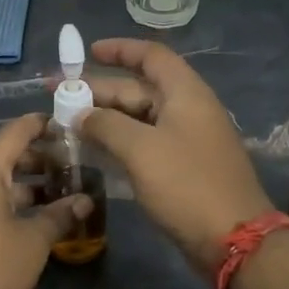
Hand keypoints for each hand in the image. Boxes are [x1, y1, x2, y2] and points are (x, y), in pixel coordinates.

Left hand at [0, 113, 92, 288]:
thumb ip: (60, 216)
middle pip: (3, 157)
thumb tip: (85, 201)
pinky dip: (7, 202)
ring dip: (25, 185)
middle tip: (72, 167)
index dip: (41, 125)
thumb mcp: (33, 242)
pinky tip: (31, 220)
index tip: (68, 124)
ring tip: (58, 195)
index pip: (14, 133)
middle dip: (39, 160)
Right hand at [79, 39, 275, 275]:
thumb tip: (81, 114)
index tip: (87, 52)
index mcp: (185, 93)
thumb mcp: (141, 149)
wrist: (232, 239)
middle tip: (57, 95)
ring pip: (138, 120)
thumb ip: (106, 125)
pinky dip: (118, 143)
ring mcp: (186, 142)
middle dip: (98, 90)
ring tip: (66, 123)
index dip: (120, 50)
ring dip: (104, 119)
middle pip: (139, 89)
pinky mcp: (182, 170)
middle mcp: (187, 111)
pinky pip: (144, 145)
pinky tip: (92, 152)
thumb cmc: (187, 185)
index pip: (151, 56)